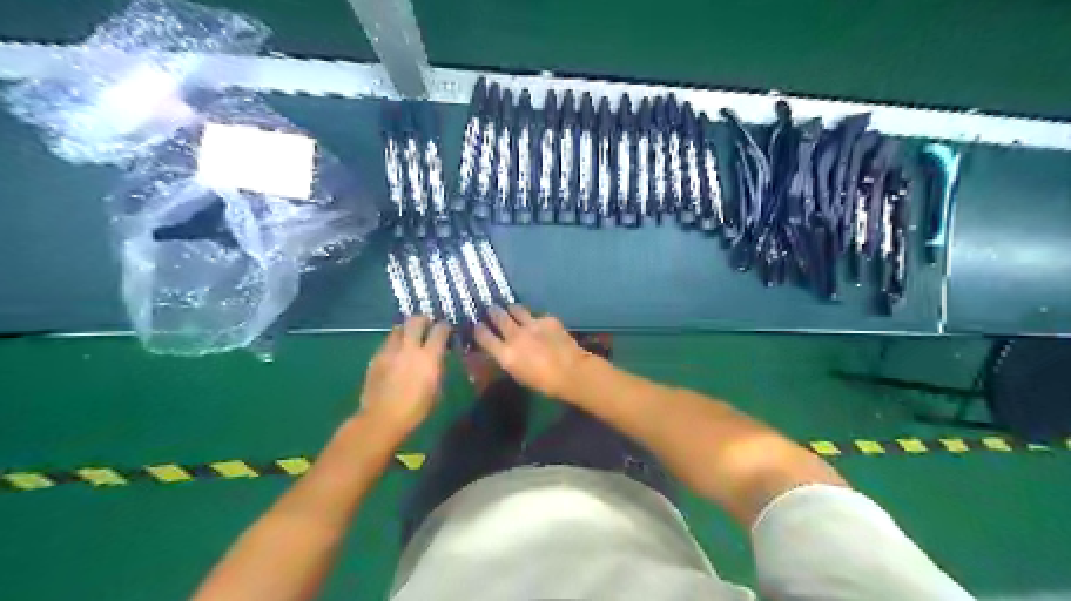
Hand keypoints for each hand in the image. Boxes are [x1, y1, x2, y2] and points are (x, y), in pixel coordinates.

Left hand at [358, 314, 450, 436]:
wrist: (382, 418)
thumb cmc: (416, 409)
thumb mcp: (436, 389)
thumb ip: (437, 367)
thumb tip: (438, 357)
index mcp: (429, 357)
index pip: (440, 330)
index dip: (445, 327)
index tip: (447, 330)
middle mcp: (409, 348)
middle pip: (416, 320)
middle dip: (423, 319)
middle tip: (427, 325)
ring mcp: (390, 350)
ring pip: (399, 328)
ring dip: (406, 330)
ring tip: (409, 338)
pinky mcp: (376, 357)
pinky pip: (388, 342)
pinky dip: (394, 343)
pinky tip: (396, 354)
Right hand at [475, 307, 594, 400]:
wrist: (572, 372)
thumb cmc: (544, 383)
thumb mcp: (518, 374)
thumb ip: (507, 359)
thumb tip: (501, 350)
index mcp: (505, 354)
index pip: (483, 336)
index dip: (478, 330)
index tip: (477, 326)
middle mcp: (515, 335)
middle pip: (498, 316)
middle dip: (493, 311)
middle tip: (491, 309)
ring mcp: (532, 324)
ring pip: (516, 309)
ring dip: (512, 309)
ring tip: (511, 309)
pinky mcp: (547, 319)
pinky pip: (537, 315)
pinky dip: (535, 319)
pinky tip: (539, 323)